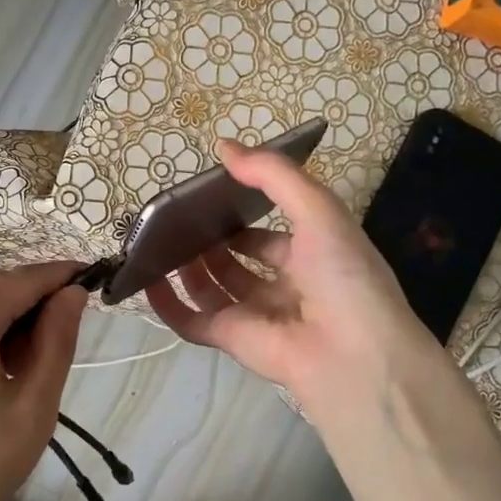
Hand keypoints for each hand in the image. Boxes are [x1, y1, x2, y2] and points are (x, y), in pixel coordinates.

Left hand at [0, 260, 86, 500]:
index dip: (60, 275)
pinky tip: (7, 371)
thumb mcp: (33, 404)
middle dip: (38, 298)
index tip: (94, 277)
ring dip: (14, 321)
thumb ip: (57, 340)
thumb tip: (71, 294)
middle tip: (76, 322)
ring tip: (45, 355)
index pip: (22, 280)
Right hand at [144, 139, 442, 416]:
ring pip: (212, 289)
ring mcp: (255, 315)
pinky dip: (168, 305)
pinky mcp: (231, 339)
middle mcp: (282, 286)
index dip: (241, 216)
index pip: (268, 236)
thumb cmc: (343, 275)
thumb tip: (224, 146)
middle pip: (236, 262)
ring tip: (158, 240)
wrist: (354, 354)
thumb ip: (272, 175)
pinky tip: (146, 281)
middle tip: (176, 218)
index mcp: (311, 256)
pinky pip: (192, 322)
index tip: (209, 197)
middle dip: (209, 241)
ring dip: (187, 267)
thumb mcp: (318, 209)